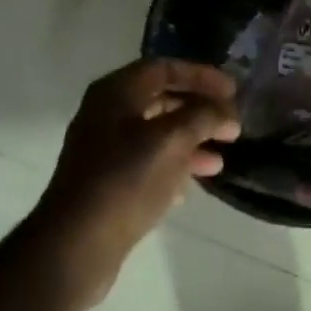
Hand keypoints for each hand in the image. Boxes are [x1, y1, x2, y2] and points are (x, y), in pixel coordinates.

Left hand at [30, 58, 240, 310]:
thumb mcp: (171, 140)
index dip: (201, 75)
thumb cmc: (126, 181)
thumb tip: (226, 112)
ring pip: (157, 133)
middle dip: (199, 110)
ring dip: (191, 141)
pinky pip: (147, 162)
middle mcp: (106, 114)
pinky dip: (174, 166)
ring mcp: (104, 149)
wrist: (77, 243)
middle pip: (161, 99)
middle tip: (231, 125)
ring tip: (220, 160)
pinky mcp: (107, 181)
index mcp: (116, 93)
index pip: (164, 67)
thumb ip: (203, 117)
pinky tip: (193, 184)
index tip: (233, 91)